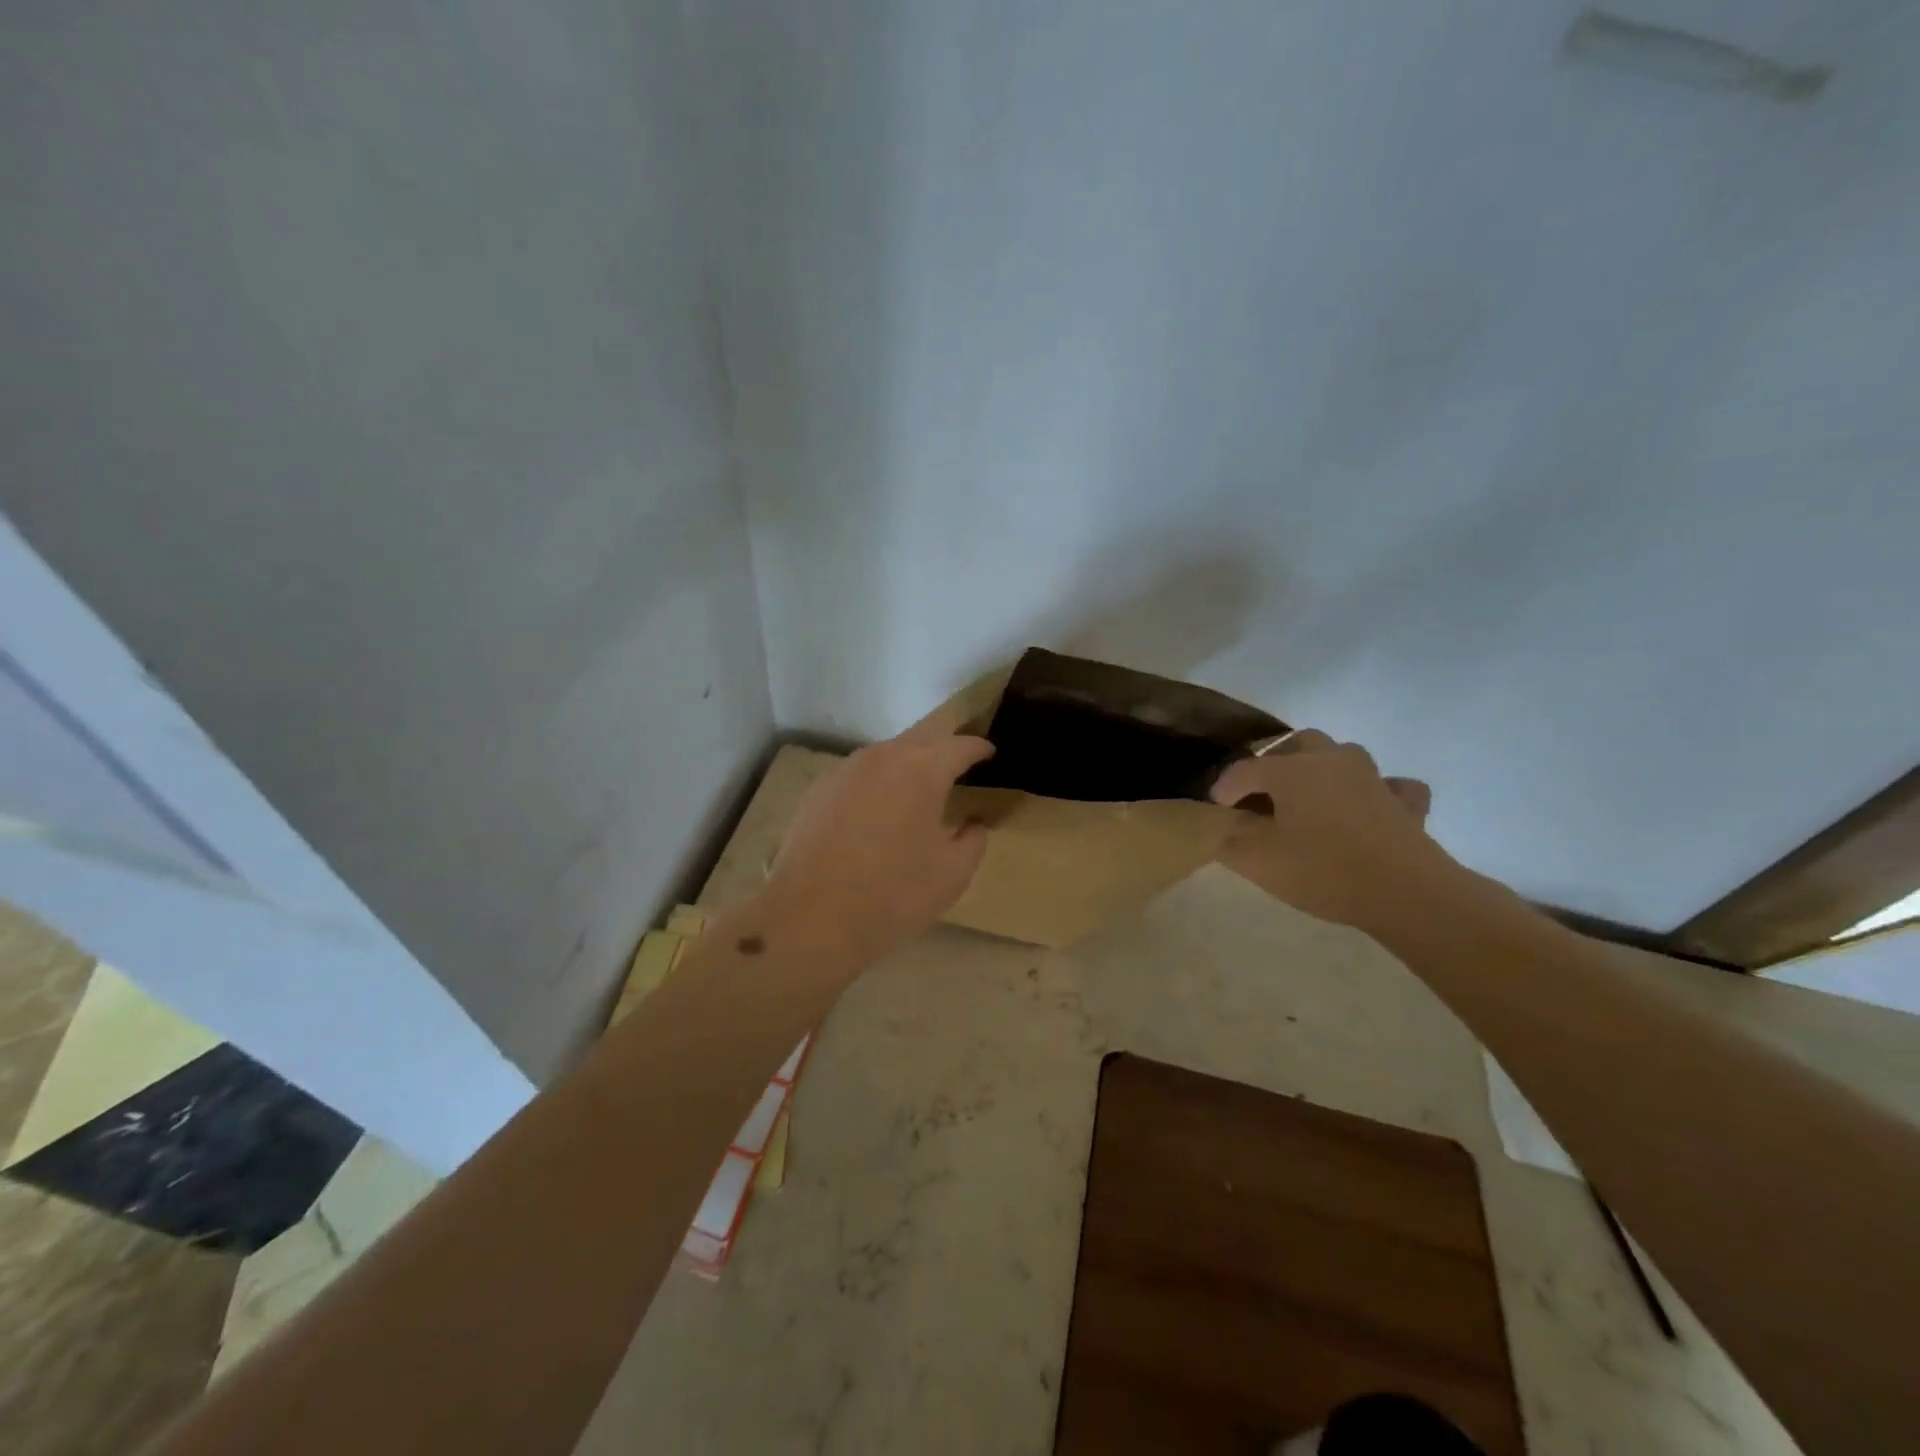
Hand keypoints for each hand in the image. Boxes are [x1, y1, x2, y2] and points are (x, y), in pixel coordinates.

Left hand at [761, 725, 994, 966]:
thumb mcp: (952, 874)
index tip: (989, 753)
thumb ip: (973, 840)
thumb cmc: (894, 894)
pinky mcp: (818, 790)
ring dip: (908, 760)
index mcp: (923, 769)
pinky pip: (860, 774)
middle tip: (960, 758)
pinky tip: (879, 805)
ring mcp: (846, 770)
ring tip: (921, 782)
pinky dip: (878, 781)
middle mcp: (883, 757)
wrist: (811, 917)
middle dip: (944, 743)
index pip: (960, 745)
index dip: (979, 748)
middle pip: (923, 736)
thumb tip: (973, 824)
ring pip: (887, 752)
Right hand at [1210, 730, 1462, 934]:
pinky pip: (1389, 784)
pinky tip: (1369, 807)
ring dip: (1320, 769)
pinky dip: (1375, 790)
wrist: (1406, 893)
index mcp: (1290, 769)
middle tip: (1261, 797)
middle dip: (1273, 764)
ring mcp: (1373, 777)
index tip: (1216, 813)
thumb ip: (1227, 838)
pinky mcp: (1404, 802)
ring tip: (1308, 799)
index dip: (1224, 789)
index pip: (1243, 769)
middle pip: (1294, 745)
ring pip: (1340, 754)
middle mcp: (1331, 759)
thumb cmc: (1323, 871)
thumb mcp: (1258, 861)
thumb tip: (1217, 824)